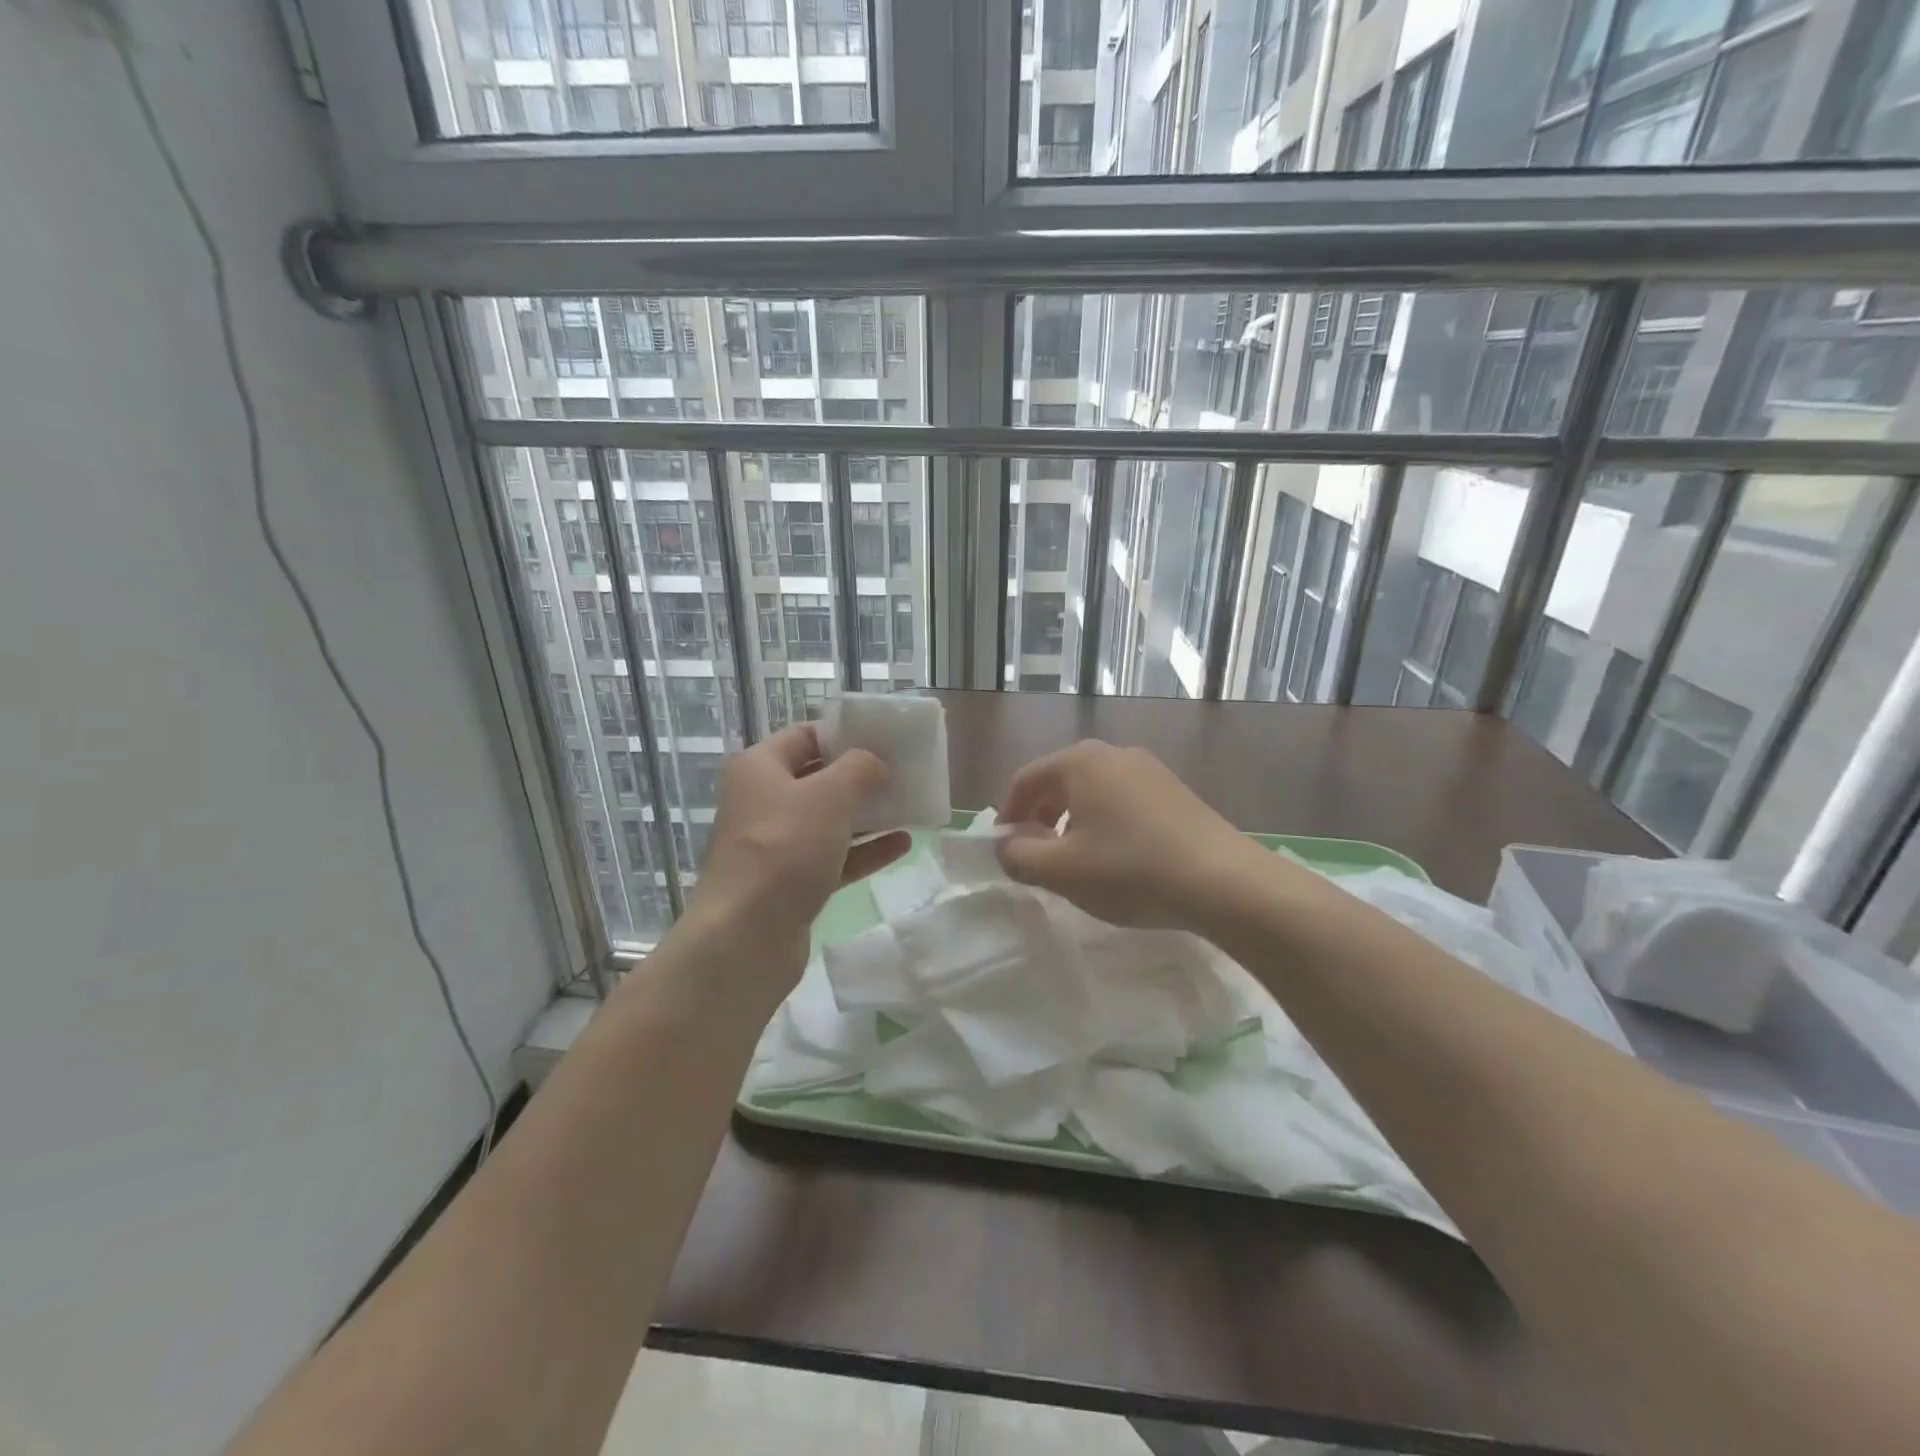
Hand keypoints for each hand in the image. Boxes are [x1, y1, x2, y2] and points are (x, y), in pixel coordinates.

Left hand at [680, 725, 910, 989]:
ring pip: (828, 820)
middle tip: (904, 772)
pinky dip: (865, 850)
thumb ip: (860, 769)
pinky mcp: (790, 883)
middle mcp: (762, 801)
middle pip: (818, 778)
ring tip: (910, 805)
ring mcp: (776, 845)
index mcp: (759, 768)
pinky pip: (834, 857)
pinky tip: (902, 844)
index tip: (885, 738)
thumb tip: (876, 764)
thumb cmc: (785, 849)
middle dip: (861, 776)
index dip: (844, 734)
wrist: (745, 937)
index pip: (805, 736)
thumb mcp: (830, 795)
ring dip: (867, 814)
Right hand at [996, 740, 1266, 929]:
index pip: (1025, 779)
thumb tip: (1006, 846)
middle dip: (1040, 817)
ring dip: (1072, 822)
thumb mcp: (1061, 871)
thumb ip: (1019, 856)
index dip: (1008, 814)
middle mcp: (1114, 753)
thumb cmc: (1130, 870)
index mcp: (1080, 762)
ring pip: (1092, 791)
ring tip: (1076, 860)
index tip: (1005, 848)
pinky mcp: (1174, 790)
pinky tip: (1117, 858)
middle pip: (1059, 781)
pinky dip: (1105, 822)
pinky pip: (1123, 800)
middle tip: (1036, 855)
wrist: (1223, 882)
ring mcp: (1149, 769)